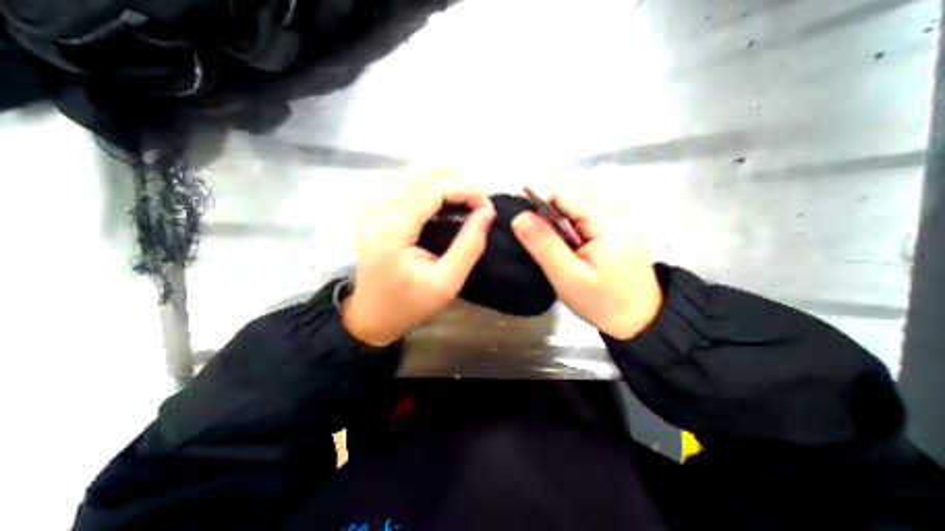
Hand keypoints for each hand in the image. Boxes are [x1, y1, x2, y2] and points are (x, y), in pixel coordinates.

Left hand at [345, 168, 495, 346]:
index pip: (431, 190)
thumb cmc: (409, 303)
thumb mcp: (447, 282)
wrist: (372, 313)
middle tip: (479, 202)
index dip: (464, 189)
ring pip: (413, 172)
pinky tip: (445, 196)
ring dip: (445, 178)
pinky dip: (430, 182)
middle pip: (421, 175)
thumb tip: (487, 213)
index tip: (487, 205)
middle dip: (458, 181)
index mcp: (391, 230)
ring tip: (467, 196)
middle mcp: (375, 209)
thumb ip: (469, 245)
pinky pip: (404, 181)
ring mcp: (370, 205)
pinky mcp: (372, 207)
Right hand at [513, 185, 658, 336]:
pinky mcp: (615, 221)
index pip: (565, 191)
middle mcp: (617, 208)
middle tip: (524, 223)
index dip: (536, 193)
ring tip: (538, 228)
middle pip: (571, 189)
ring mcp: (618, 213)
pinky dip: (564, 213)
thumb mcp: (568, 278)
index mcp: (608, 220)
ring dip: (552, 206)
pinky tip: (557, 231)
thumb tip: (519, 217)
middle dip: (543, 199)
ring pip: (576, 196)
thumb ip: (544, 245)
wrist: (640, 317)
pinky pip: (583, 206)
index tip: (514, 208)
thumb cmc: (602, 302)